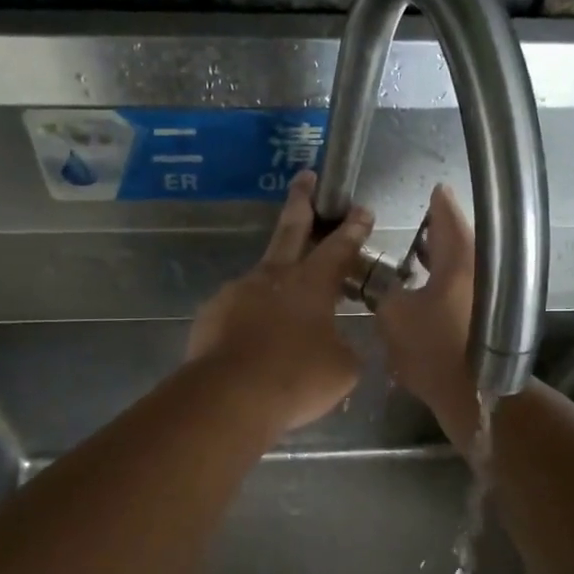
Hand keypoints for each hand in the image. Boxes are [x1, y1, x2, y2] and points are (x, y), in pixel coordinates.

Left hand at [186, 171, 374, 434]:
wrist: (230, 396)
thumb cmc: (297, 378)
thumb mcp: (342, 369)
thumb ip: (343, 347)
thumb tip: (335, 343)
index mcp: (312, 284)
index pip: (339, 248)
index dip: (353, 229)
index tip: (361, 209)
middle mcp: (274, 277)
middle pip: (291, 229)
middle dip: (302, 201)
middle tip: (305, 177)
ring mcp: (238, 292)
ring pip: (262, 277)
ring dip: (274, 283)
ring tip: (281, 312)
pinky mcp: (212, 313)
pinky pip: (238, 310)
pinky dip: (249, 320)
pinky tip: (252, 342)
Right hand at [377, 184, 480, 443]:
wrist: (473, 396)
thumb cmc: (433, 348)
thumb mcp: (393, 315)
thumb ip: (384, 292)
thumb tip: (385, 288)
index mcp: (461, 257)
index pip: (447, 214)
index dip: (436, 201)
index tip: (430, 190)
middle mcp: (480, 268)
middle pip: (457, 239)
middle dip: (433, 233)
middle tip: (411, 227)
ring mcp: (488, 294)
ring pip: (461, 266)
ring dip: (437, 260)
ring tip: (410, 259)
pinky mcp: (486, 318)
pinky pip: (462, 288)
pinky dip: (443, 283)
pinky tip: (422, 293)